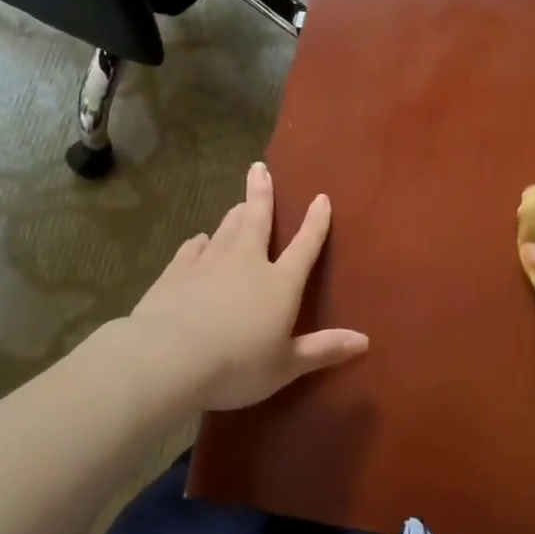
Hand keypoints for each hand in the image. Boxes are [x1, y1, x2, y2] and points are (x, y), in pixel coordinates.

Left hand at [124, 162, 367, 410]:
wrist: (169, 358)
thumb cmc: (237, 365)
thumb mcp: (286, 365)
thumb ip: (323, 349)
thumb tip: (365, 340)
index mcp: (279, 283)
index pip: (304, 246)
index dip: (315, 222)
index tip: (321, 198)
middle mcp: (246, 263)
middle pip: (257, 220)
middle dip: (261, 194)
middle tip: (259, 168)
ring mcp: (208, 264)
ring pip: (225, 230)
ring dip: (234, 214)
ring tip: (238, 203)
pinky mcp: (176, 273)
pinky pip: (192, 249)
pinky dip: (199, 242)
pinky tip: (199, 240)